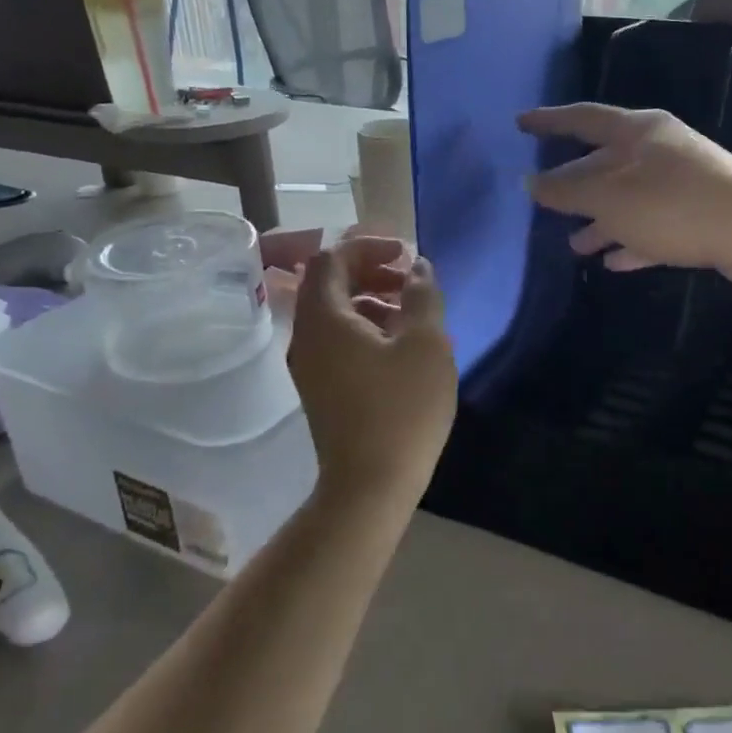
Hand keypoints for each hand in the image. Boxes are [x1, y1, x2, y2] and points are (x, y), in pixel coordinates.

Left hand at [287, 236, 455, 505]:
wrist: (370, 486)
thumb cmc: (402, 408)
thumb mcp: (426, 344)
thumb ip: (422, 295)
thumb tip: (418, 268)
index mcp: (324, 317)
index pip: (331, 258)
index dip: (368, 246)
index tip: (405, 254)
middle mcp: (305, 336)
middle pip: (328, 284)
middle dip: (369, 271)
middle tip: (409, 279)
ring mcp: (309, 366)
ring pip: (334, 314)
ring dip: (369, 300)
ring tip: (411, 312)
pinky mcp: (320, 389)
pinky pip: (336, 341)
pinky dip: (364, 328)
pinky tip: (398, 347)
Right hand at [519, 104, 731, 280]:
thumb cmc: (673, 205)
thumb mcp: (609, 198)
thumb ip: (566, 191)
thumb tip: (529, 183)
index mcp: (637, 132)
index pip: (583, 118)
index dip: (549, 121)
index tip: (520, 124)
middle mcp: (658, 151)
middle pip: (604, 163)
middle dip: (574, 185)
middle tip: (543, 201)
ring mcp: (680, 184)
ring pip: (628, 200)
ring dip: (600, 221)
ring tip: (574, 245)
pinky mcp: (697, 217)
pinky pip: (652, 227)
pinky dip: (630, 241)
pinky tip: (612, 261)